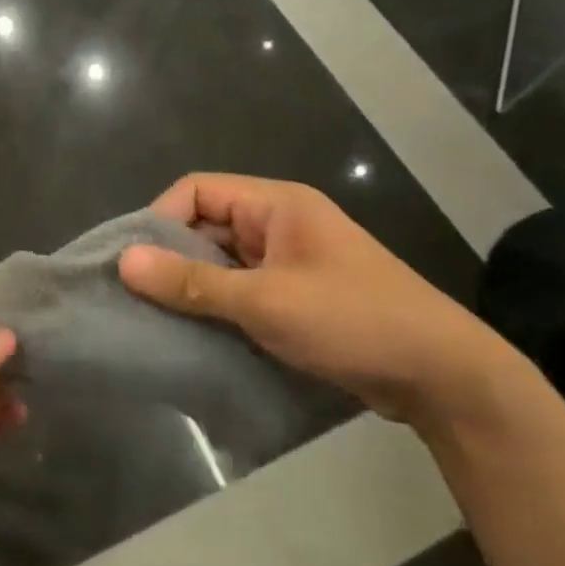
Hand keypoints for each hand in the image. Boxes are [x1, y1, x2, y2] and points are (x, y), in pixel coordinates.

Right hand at [117, 173, 523, 429]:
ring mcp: (288, 262)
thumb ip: (192, 282)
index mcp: (276, 204)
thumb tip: (124, 262)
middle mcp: (279, 224)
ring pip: (221, 262)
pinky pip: (240, 291)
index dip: (160, 219)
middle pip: (206, 225)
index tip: (134, 263)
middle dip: (171, 257)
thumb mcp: (265, 301)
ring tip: (156, 319)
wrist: (440, 375)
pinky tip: (194, 335)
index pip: (197, 190)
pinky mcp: (295, 298)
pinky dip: (216, 307)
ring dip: (192, 287)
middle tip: (136, 297)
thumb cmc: (351, 320)